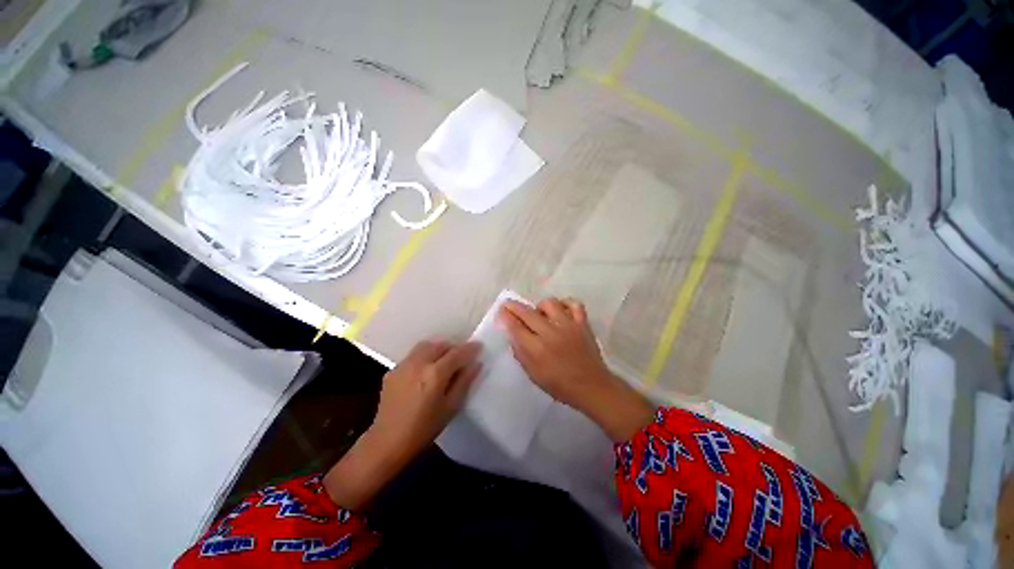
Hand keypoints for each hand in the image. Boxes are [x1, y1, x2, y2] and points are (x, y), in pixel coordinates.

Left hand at [324, 340, 480, 509]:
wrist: (387, 442)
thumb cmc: (424, 428)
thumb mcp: (451, 407)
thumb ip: (464, 381)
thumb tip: (476, 363)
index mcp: (435, 374)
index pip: (457, 353)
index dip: (470, 348)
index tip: (479, 346)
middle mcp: (419, 363)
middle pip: (440, 345)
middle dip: (453, 347)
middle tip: (460, 357)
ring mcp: (403, 365)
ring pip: (425, 346)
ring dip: (438, 349)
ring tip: (443, 361)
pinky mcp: (393, 370)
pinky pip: (413, 356)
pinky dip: (424, 357)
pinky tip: (425, 372)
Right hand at [498, 298, 653, 441]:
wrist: (591, 386)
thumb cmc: (560, 385)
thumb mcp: (534, 375)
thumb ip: (521, 353)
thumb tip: (512, 335)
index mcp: (537, 349)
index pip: (516, 327)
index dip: (506, 317)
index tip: (501, 310)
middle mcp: (551, 333)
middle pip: (528, 313)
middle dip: (514, 307)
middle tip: (509, 305)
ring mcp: (568, 326)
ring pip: (550, 303)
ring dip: (540, 306)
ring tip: (539, 314)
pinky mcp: (582, 323)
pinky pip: (574, 304)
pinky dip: (565, 303)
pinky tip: (560, 310)